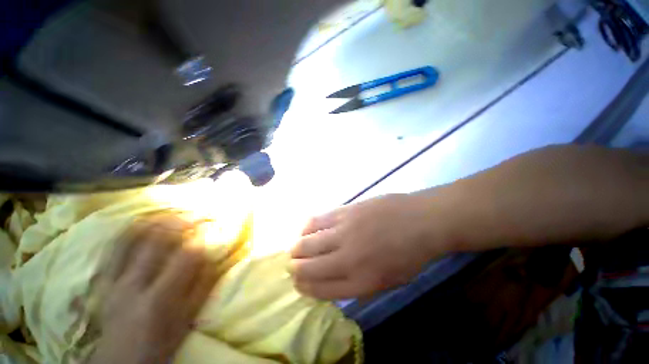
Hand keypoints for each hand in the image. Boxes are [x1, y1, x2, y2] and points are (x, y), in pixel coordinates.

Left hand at [90, 215, 220, 363]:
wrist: (120, 360)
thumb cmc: (161, 342)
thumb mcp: (188, 319)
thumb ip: (203, 286)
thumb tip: (217, 255)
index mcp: (160, 298)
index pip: (187, 255)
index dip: (203, 236)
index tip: (213, 226)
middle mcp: (134, 284)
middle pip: (158, 240)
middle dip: (182, 220)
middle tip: (197, 213)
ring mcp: (114, 279)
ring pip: (134, 237)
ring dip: (157, 220)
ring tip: (175, 212)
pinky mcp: (104, 279)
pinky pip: (116, 245)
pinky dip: (133, 229)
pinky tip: (147, 221)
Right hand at [290, 194, 448, 299]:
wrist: (421, 221)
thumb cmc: (409, 254)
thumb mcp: (388, 281)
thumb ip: (357, 283)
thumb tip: (330, 279)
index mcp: (360, 282)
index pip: (318, 290)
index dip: (303, 287)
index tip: (298, 282)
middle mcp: (346, 259)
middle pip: (306, 267)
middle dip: (294, 267)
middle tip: (294, 263)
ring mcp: (343, 232)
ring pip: (306, 242)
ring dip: (297, 247)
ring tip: (297, 247)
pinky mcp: (344, 212)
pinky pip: (316, 221)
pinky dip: (306, 227)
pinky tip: (306, 229)